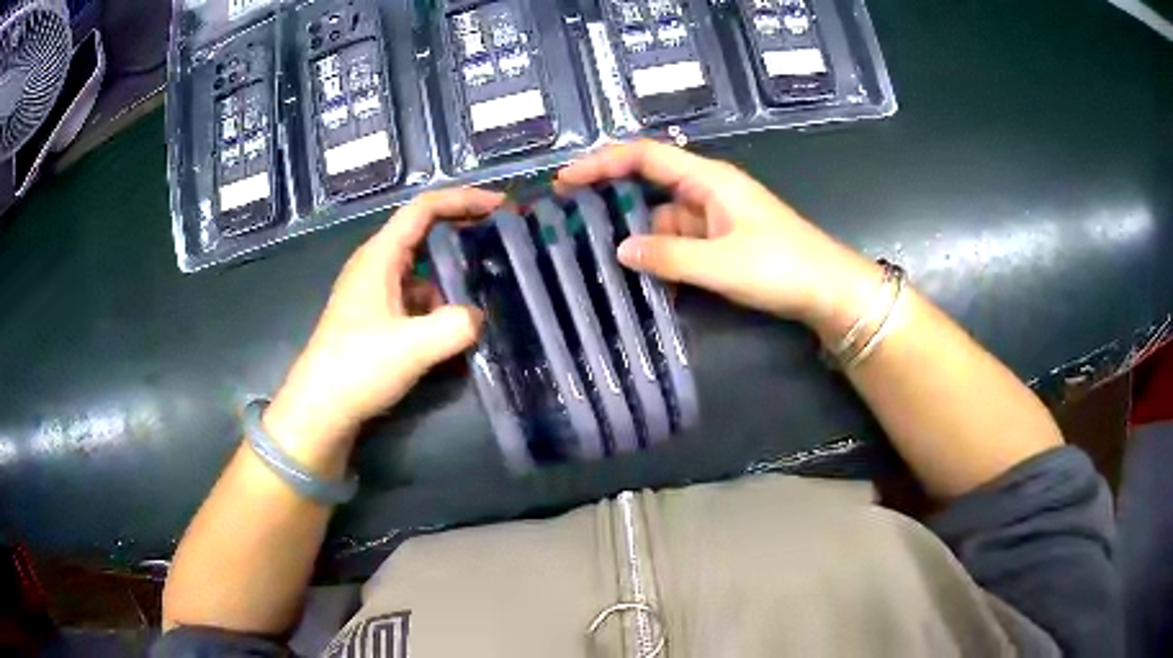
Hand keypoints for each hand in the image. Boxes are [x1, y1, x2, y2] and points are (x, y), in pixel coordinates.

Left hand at [264, 188, 503, 472]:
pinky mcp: (374, 319)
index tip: (501, 206)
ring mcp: (373, 293)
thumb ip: (456, 325)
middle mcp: (375, 266)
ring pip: (421, 270)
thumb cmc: (358, 367)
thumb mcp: (414, 346)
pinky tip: (456, 330)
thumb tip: (476, 318)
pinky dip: (438, 306)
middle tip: (500, 242)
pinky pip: (414, 299)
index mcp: (380, 256)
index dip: (464, 200)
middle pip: (423, 234)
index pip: (425, 208)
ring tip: (485, 294)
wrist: (320, 410)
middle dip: (462, 233)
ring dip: (451, 278)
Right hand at [556, 140, 880, 337]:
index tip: (566, 178)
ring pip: (660, 217)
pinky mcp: (720, 241)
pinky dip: (656, 254)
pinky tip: (636, 275)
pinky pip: (677, 241)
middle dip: (609, 195)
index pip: (645, 156)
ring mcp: (713, 217)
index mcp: (708, 179)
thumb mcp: (722, 262)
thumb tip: (619, 249)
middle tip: (567, 217)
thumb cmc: (782, 266)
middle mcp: (706, 190)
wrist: (829, 291)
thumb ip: (669, 255)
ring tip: (591, 252)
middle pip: (648, 183)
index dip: (603, 161)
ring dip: (632, 232)